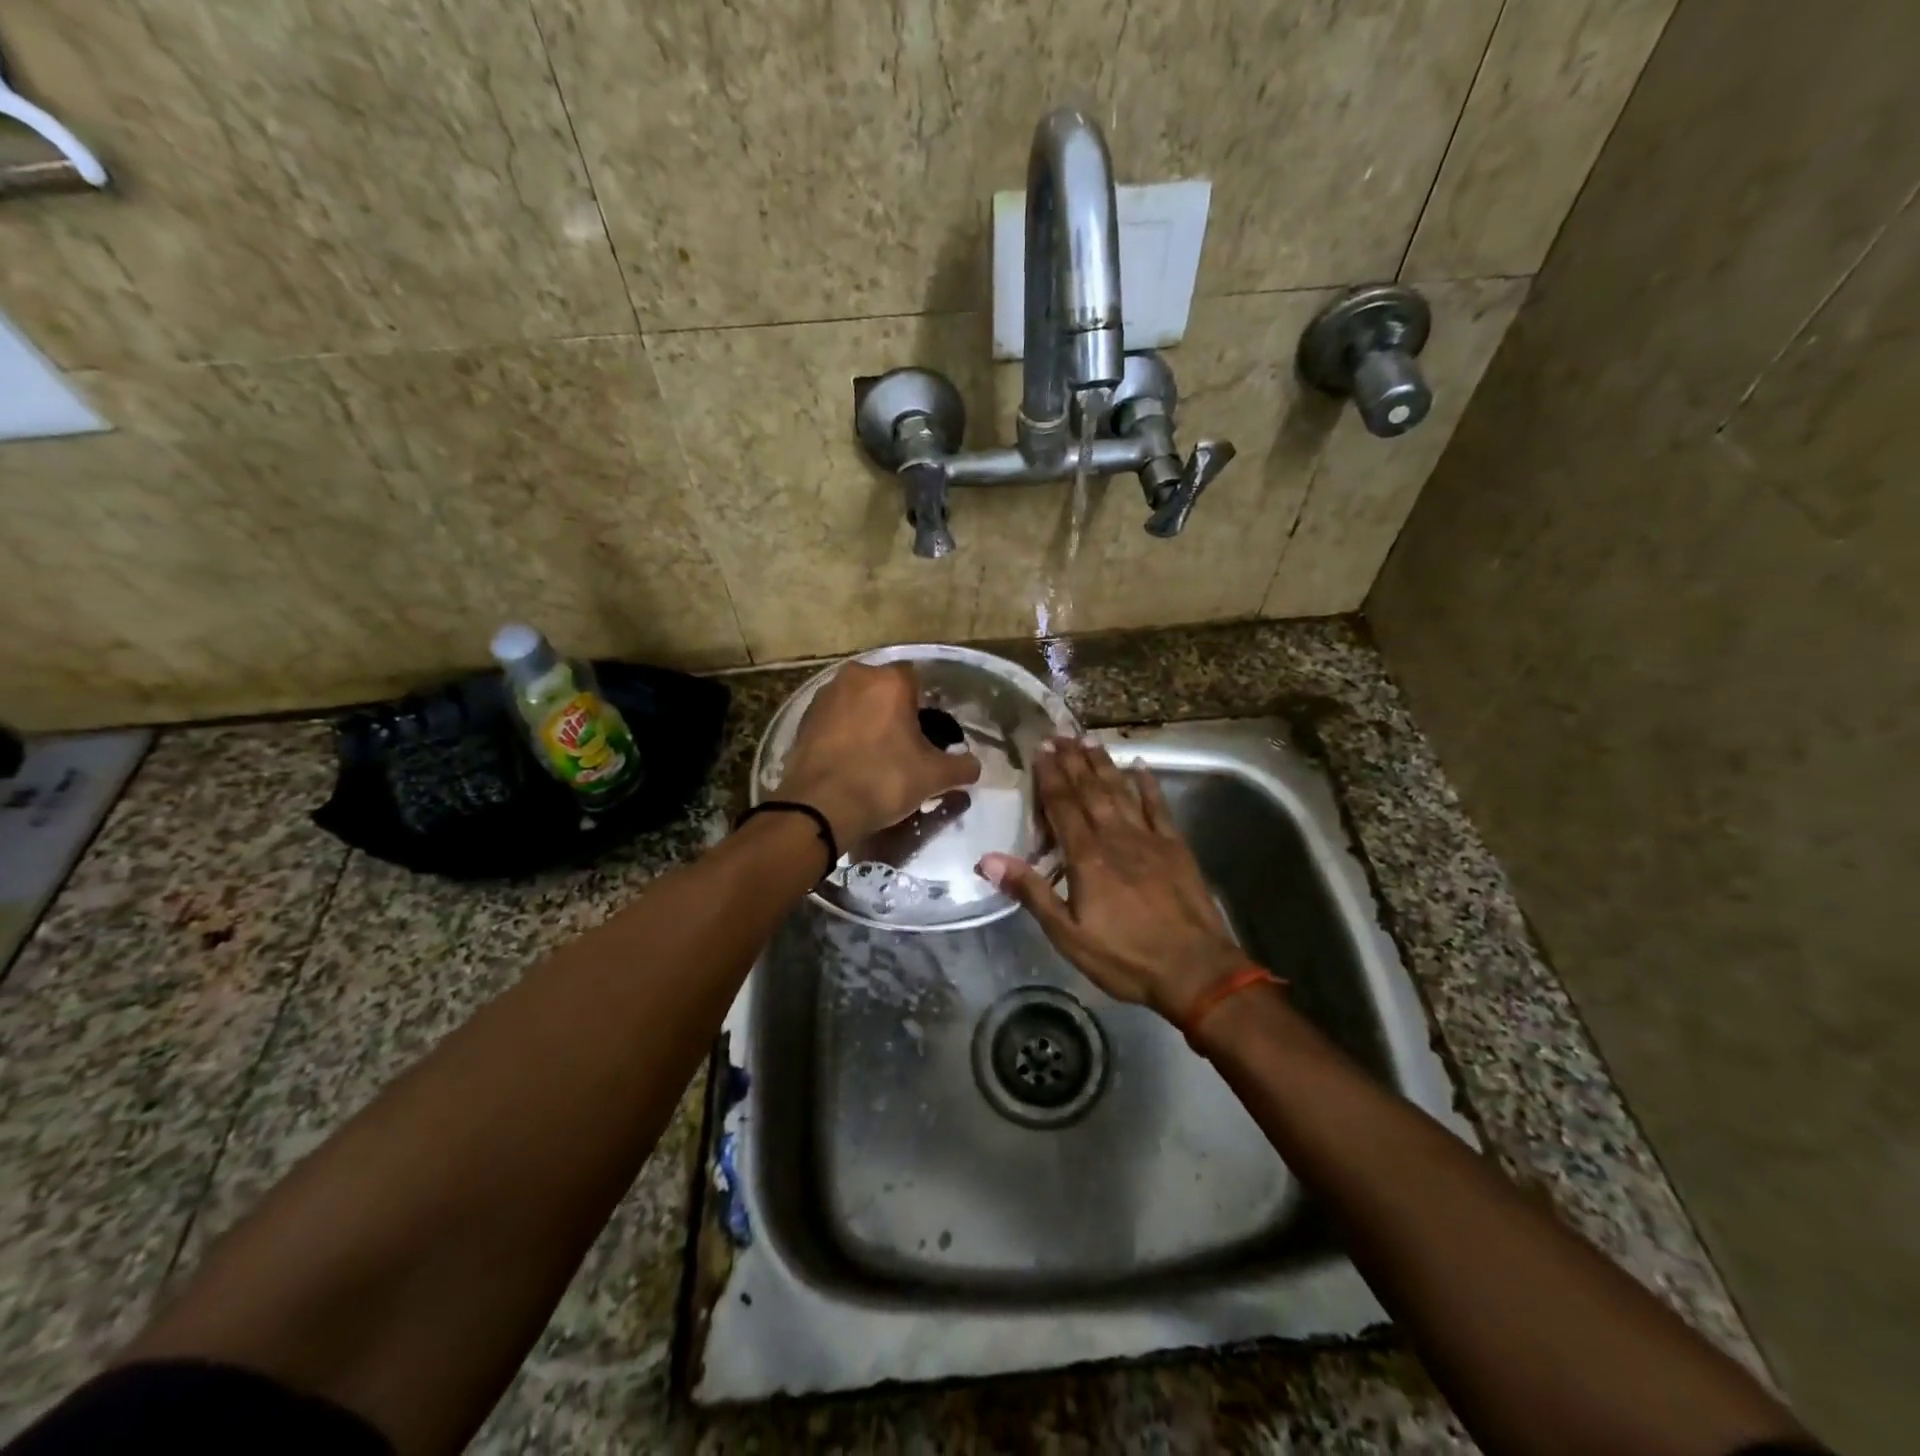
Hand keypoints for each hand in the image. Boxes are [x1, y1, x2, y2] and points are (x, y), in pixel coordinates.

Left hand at [776, 661, 981, 847]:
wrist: (821, 807)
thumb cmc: (884, 780)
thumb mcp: (934, 777)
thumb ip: (962, 767)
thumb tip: (974, 766)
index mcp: (890, 681)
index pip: (916, 679)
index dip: (924, 706)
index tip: (926, 733)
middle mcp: (855, 677)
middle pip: (883, 689)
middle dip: (893, 711)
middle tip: (903, 745)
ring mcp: (824, 697)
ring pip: (856, 702)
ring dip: (866, 720)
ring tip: (875, 755)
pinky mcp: (803, 720)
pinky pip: (834, 720)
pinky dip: (843, 734)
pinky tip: (850, 762)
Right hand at [980, 737, 1248, 1023]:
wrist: (1195, 970)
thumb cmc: (1125, 957)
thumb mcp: (1067, 934)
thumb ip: (1031, 891)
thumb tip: (987, 859)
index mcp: (1087, 856)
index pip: (1062, 805)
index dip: (1050, 775)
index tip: (1040, 748)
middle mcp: (1116, 836)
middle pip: (1090, 790)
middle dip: (1072, 761)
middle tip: (1059, 733)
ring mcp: (1149, 838)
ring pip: (1121, 791)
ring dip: (1103, 764)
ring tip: (1088, 740)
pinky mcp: (1176, 847)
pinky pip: (1159, 806)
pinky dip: (1148, 785)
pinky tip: (1140, 766)